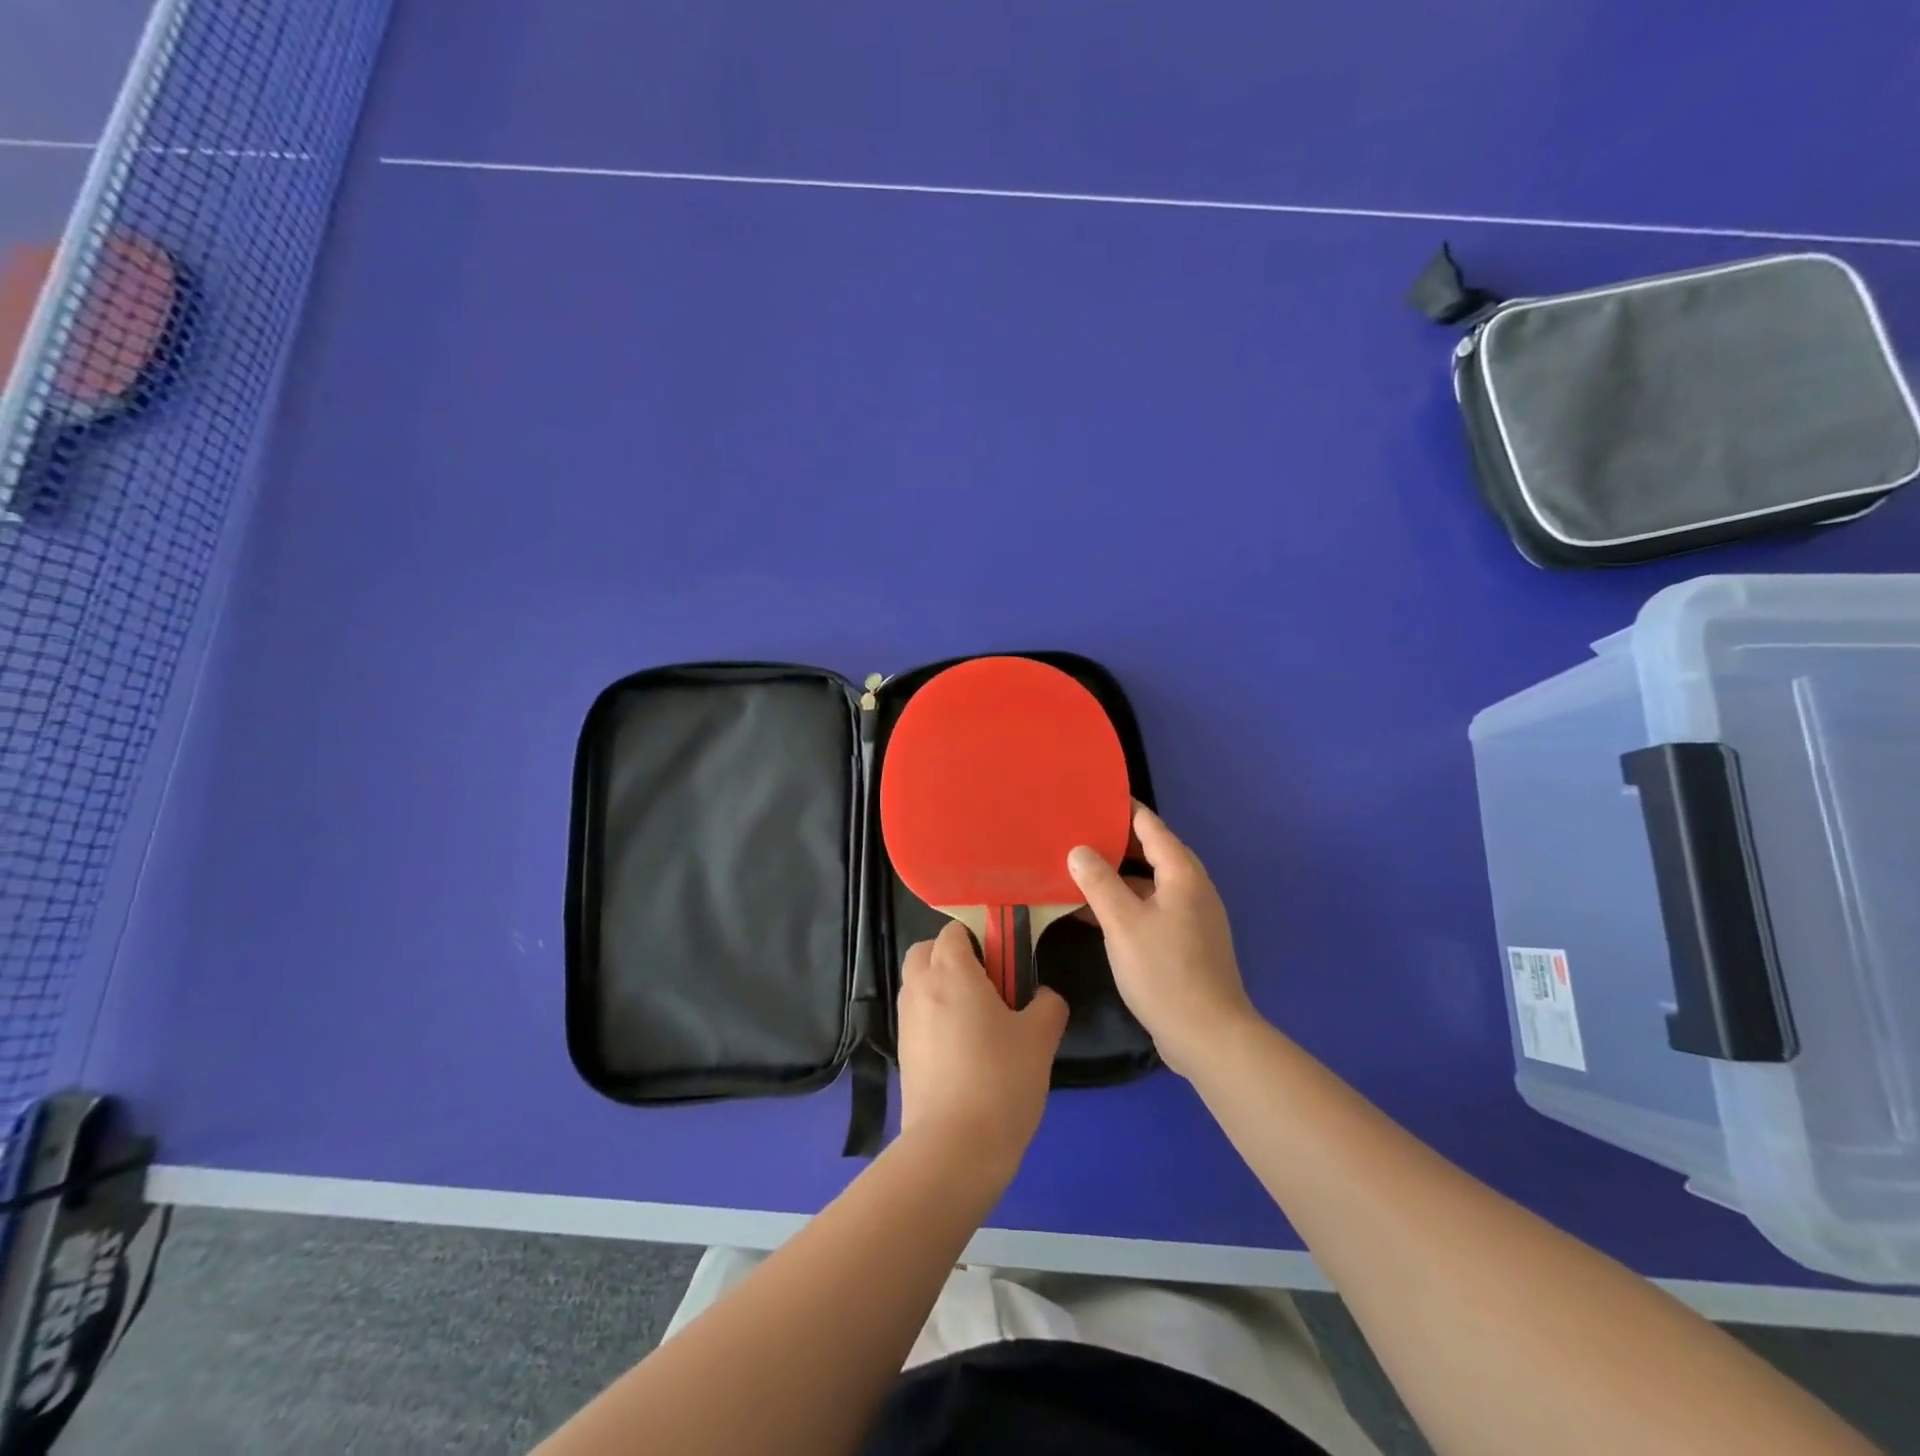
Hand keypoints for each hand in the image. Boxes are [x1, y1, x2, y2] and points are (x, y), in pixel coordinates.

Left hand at [896, 922, 1068, 1175]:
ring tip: (979, 1018)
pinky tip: (964, 1049)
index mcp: (951, 972)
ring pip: (918, 984)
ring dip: (941, 986)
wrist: (954, 1148)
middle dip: (951, 956)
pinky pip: (917, 1017)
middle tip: (988, 982)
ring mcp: (906, 1022)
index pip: (953, 931)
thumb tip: (1044, 996)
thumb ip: (1047, 1005)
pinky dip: (934, 1018)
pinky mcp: (903, 1054)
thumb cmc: (1000, 1079)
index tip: (1005, 959)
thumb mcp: (1040, 1037)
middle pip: (925, 951)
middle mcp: (920, 988)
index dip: (978, 937)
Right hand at [1068, 804, 1257, 1077]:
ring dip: (1115, 876)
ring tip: (1075, 868)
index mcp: (1182, 874)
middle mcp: (1191, 888)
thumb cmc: (1165, 971)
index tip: (1090, 796)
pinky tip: (1092, 912)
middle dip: (1114, 841)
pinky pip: (1149, 908)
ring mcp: (1190, 916)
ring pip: (1148, 883)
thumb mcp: (1123, 923)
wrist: (1207, 1035)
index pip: (1150, 825)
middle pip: (1150, 852)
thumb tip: (1079, 850)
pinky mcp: (1184, 942)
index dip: (1121, 808)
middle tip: (1074, 831)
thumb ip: (1099, 882)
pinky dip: (1123, 903)